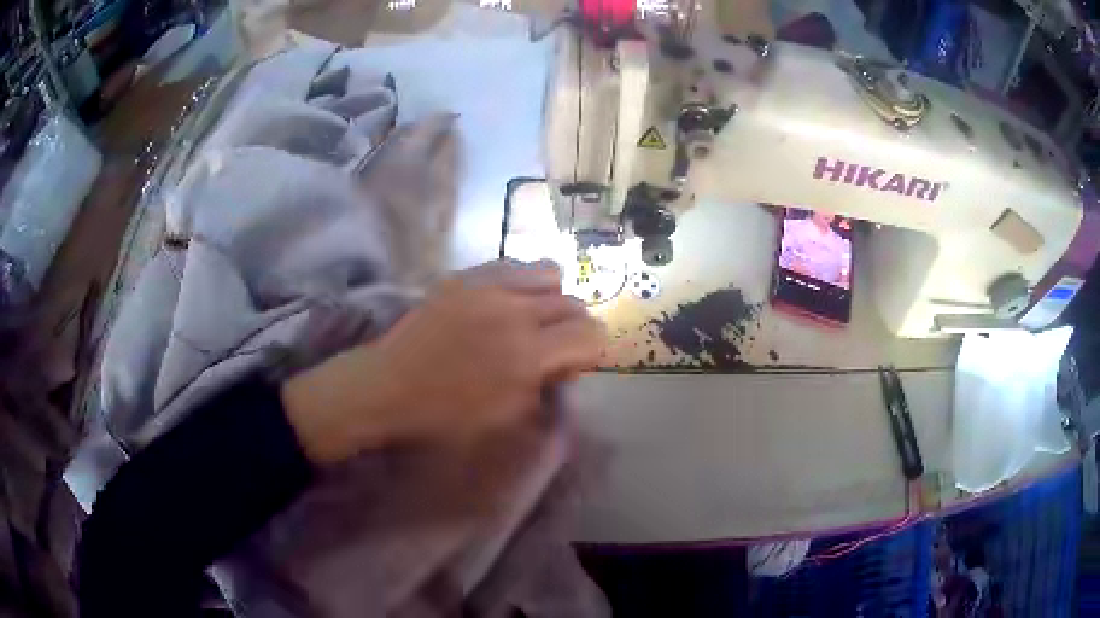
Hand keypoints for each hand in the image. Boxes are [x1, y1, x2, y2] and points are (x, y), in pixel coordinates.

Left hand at [281, 260, 605, 465]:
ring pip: (549, 273)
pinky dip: (520, 282)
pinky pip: (512, 264)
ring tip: (528, 318)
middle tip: (549, 348)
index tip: (570, 366)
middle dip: (572, 328)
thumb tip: (564, 365)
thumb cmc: (445, 415)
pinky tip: (503, 303)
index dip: (590, 352)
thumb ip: (545, 386)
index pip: (592, 334)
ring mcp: (488, 287)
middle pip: (573, 303)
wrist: (388, 386)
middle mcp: (515, 312)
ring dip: (550, 298)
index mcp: (528, 355)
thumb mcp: (505, 418)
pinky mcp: (465, 276)